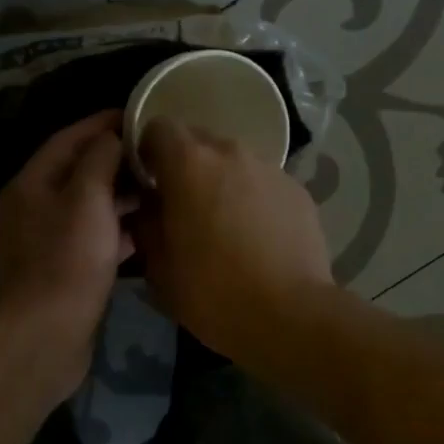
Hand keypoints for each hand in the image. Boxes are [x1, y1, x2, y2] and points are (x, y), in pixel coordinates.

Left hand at [0, 110, 136, 397]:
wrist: (43, 337)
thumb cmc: (67, 261)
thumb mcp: (87, 199)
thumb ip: (100, 159)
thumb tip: (111, 136)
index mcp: (32, 183)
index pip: (69, 137)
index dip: (102, 122)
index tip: (139, 113)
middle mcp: (33, 206)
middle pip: (78, 170)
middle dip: (115, 159)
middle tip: (155, 152)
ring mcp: (45, 240)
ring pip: (87, 205)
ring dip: (119, 195)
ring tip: (157, 187)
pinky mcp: (60, 269)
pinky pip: (91, 237)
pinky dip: (116, 229)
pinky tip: (145, 231)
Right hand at [130, 117, 331, 360]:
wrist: (290, 315)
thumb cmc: (212, 291)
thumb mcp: (158, 265)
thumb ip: (145, 223)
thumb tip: (147, 206)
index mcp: (189, 163)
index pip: (158, 128)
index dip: (148, 151)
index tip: (148, 182)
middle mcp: (230, 152)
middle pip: (198, 142)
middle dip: (186, 166)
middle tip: (183, 207)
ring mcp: (270, 168)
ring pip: (233, 162)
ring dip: (222, 182)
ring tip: (224, 225)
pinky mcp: (297, 189)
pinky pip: (263, 182)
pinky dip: (253, 198)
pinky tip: (257, 237)